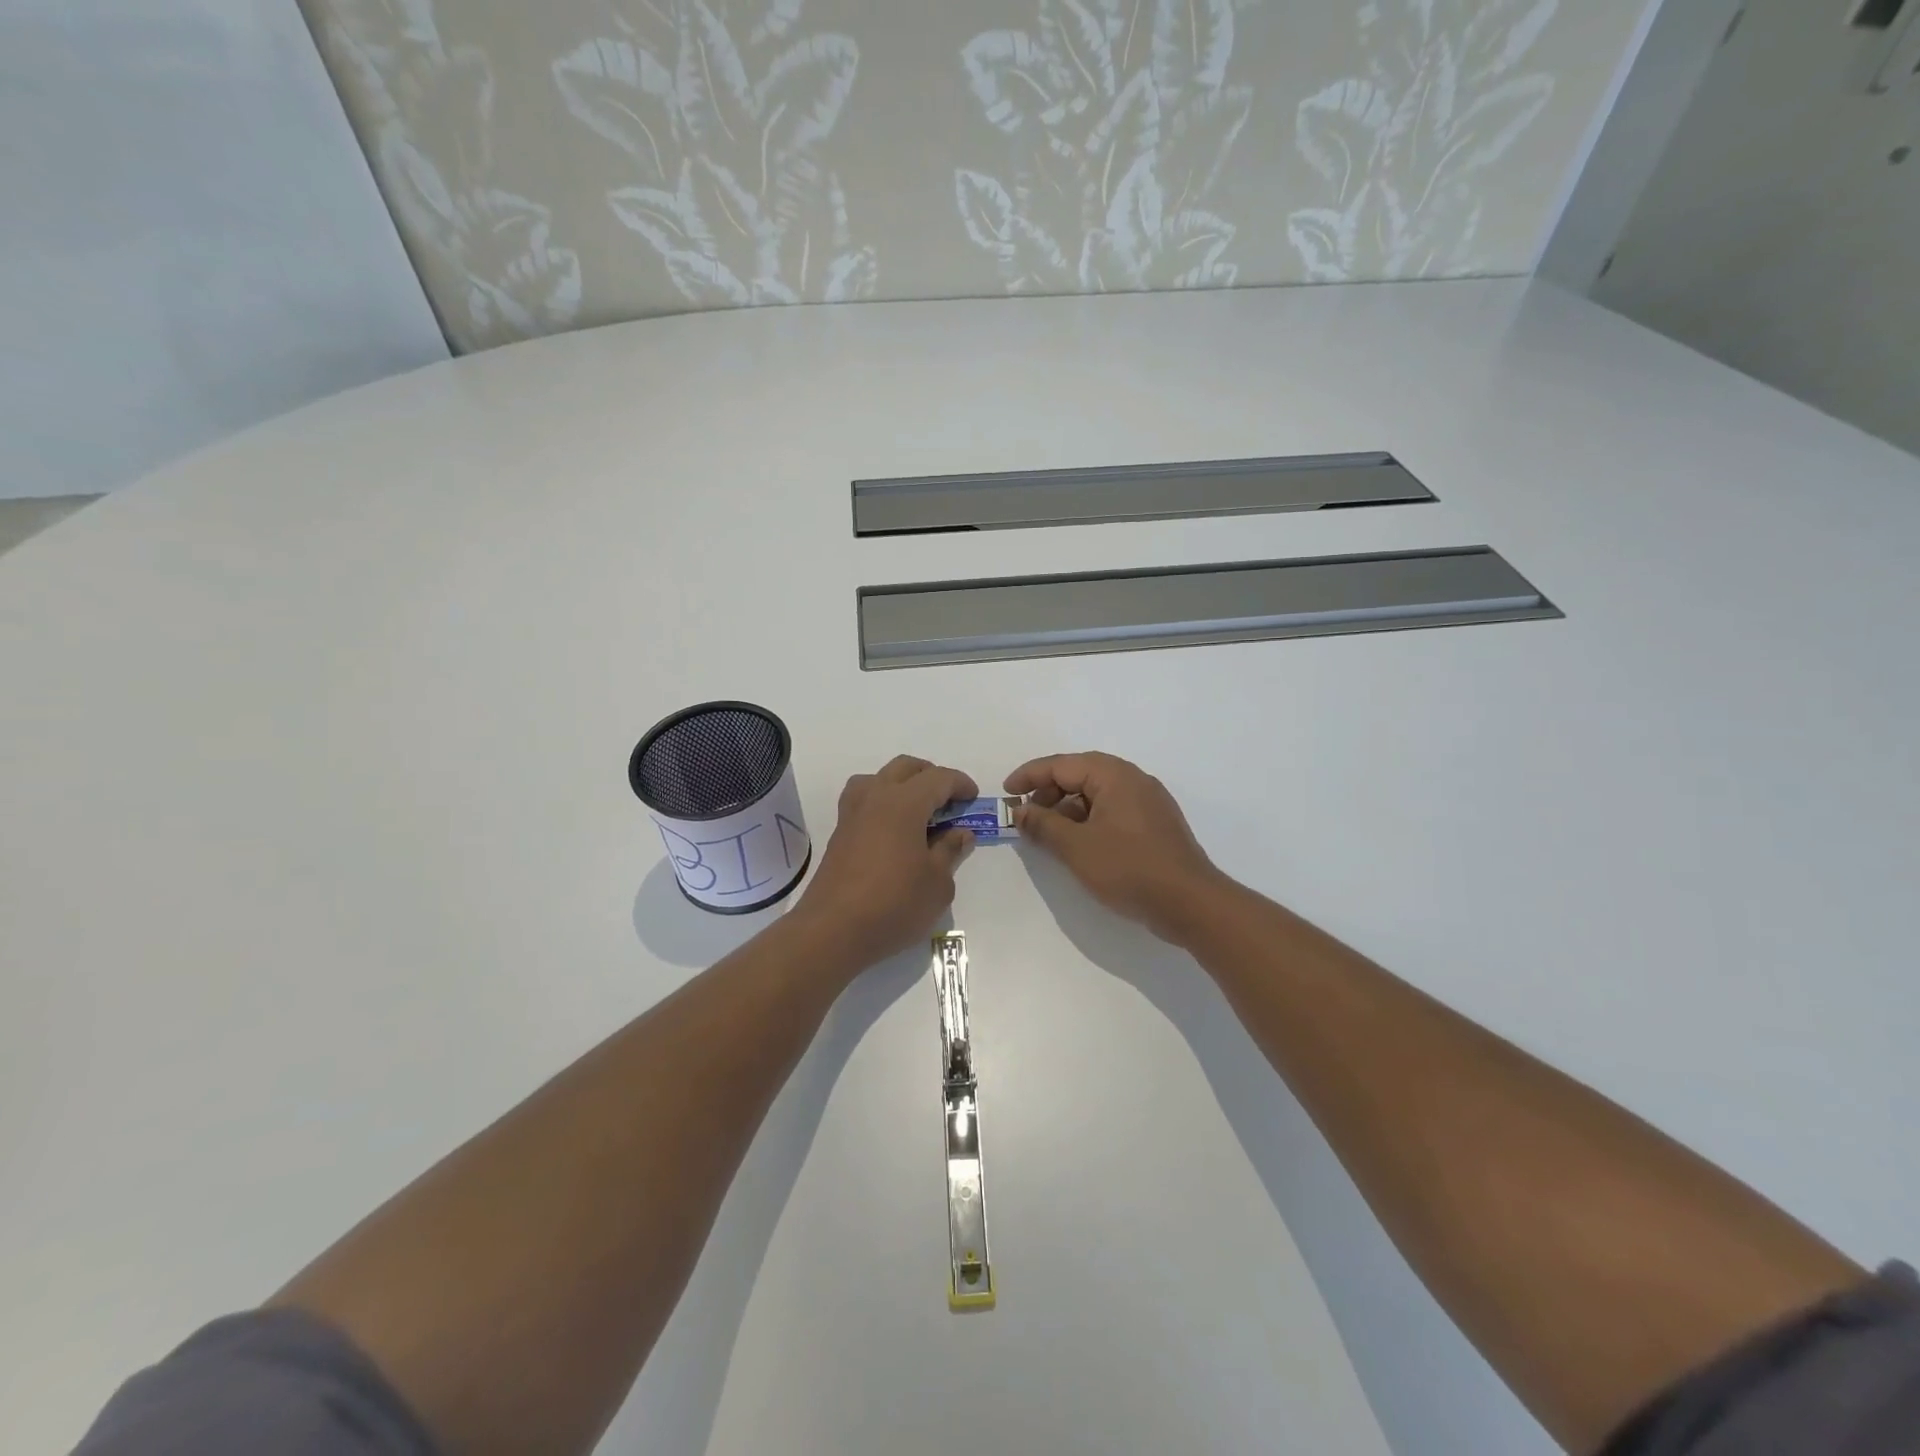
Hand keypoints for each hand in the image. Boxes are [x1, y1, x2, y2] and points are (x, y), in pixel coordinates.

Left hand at [793, 756, 976, 971]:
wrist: (833, 930)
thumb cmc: (894, 904)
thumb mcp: (938, 883)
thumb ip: (950, 851)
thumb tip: (960, 833)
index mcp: (904, 802)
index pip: (938, 778)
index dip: (960, 784)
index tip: (973, 797)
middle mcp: (875, 797)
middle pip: (905, 767)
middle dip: (931, 776)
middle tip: (948, 800)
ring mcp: (852, 814)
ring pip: (878, 778)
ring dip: (901, 784)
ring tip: (917, 811)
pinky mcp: (839, 833)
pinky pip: (863, 800)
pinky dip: (882, 803)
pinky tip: (893, 831)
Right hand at [1007, 752, 1231, 945]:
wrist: (1190, 903)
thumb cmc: (1129, 868)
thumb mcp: (1076, 847)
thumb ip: (1044, 825)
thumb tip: (1020, 811)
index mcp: (1114, 775)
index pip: (1062, 764)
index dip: (1030, 776)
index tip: (1006, 793)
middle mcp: (1133, 780)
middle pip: (1081, 775)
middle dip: (1048, 792)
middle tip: (1026, 816)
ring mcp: (1148, 802)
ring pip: (1097, 794)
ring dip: (1068, 809)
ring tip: (1048, 834)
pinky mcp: (1154, 825)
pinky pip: (1113, 811)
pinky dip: (1089, 820)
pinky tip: (1078, 844)